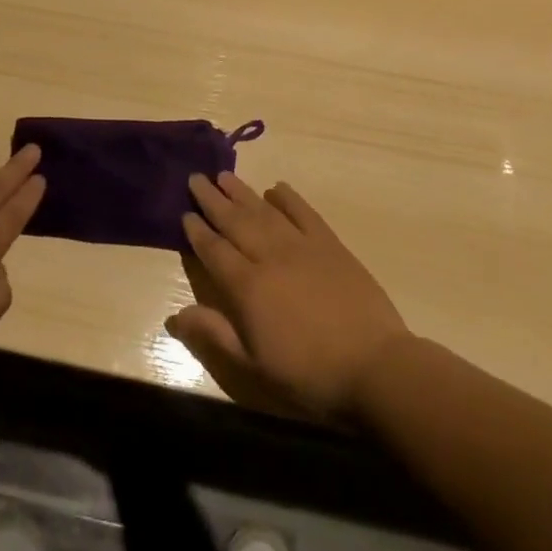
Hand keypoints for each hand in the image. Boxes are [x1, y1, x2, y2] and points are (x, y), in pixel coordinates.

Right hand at [169, 174, 411, 421]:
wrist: (376, 369)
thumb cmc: (310, 375)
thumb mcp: (254, 367)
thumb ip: (214, 335)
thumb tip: (174, 315)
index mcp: (247, 287)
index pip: (214, 250)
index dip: (197, 231)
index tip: (184, 212)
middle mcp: (269, 257)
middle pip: (234, 222)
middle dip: (212, 200)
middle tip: (195, 178)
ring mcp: (302, 247)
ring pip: (264, 212)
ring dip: (242, 192)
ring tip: (224, 175)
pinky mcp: (331, 246)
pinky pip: (304, 214)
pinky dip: (289, 199)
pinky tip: (276, 188)